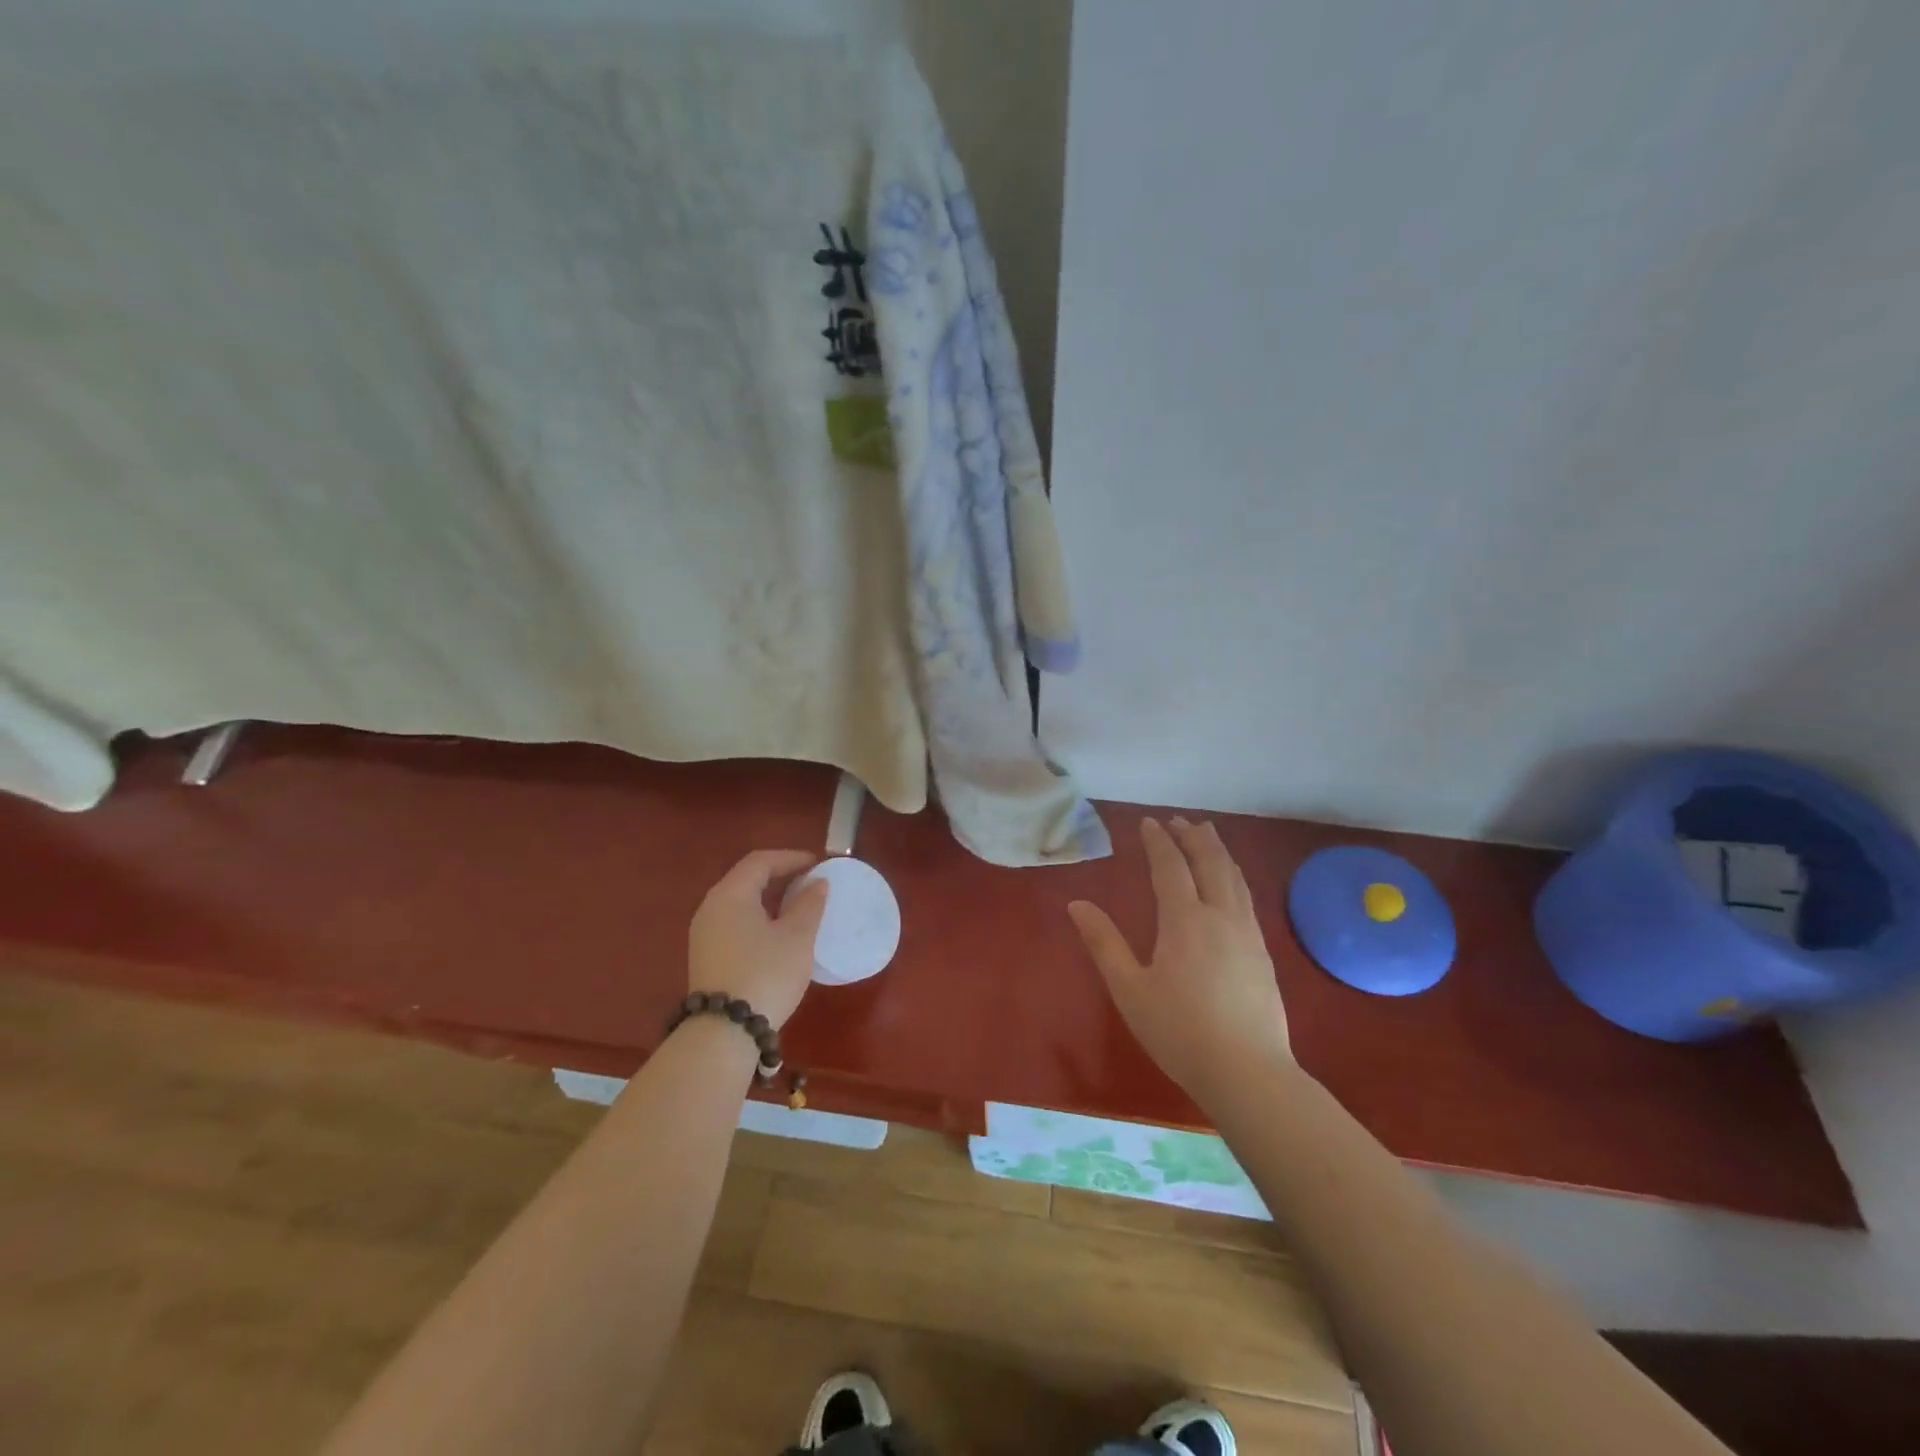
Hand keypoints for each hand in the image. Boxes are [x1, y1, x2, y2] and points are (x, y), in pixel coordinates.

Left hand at [687, 850, 829, 1029]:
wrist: (725, 1032)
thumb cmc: (765, 973)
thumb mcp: (797, 937)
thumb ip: (809, 904)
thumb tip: (817, 883)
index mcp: (730, 895)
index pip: (760, 861)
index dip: (791, 858)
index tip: (818, 863)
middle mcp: (711, 908)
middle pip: (747, 880)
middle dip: (781, 877)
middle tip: (811, 882)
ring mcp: (705, 934)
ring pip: (741, 903)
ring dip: (770, 899)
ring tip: (800, 907)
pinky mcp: (707, 957)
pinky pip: (735, 923)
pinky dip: (759, 918)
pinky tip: (779, 934)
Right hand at [1068, 817, 1291, 1099]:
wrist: (1248, 1073)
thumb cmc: (1179, 1032)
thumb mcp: (1130, 989)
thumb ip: (1104, 943)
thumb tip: (1077, 904)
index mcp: (1185, 921)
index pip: (1171, 867)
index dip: (1159, 842)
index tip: (1149, 823)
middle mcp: (1220, 916)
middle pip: (1210, 863)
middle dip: (1193, 837)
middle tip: (1180, 820)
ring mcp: (1247, 934)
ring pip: (1234, 877)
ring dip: (1218, 851)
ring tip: (1207, 835)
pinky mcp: (1263, 953)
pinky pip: (1246, 897)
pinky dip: (1234, 875)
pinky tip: (1231, 883)